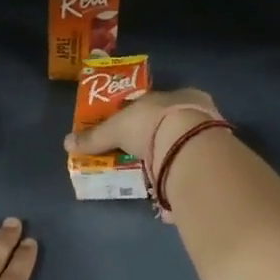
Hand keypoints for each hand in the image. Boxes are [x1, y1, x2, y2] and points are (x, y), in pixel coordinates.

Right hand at [64, 87, 219, 174]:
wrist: (189, 147)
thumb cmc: (152, 123)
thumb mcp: (116, 128)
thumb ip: (95, 136)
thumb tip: (67, 143)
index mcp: (180, 94)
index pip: (159, 103)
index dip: (144, 115)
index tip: (131, 130)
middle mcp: (198, 112)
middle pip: (172, 125)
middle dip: (156, 139)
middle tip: (137, 154)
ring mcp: (209, 138)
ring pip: (184, 146)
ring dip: (168, 158)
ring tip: (149, 174)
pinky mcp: (212, 163)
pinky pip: (190, 168)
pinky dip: (176, 176)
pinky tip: (165, 185)